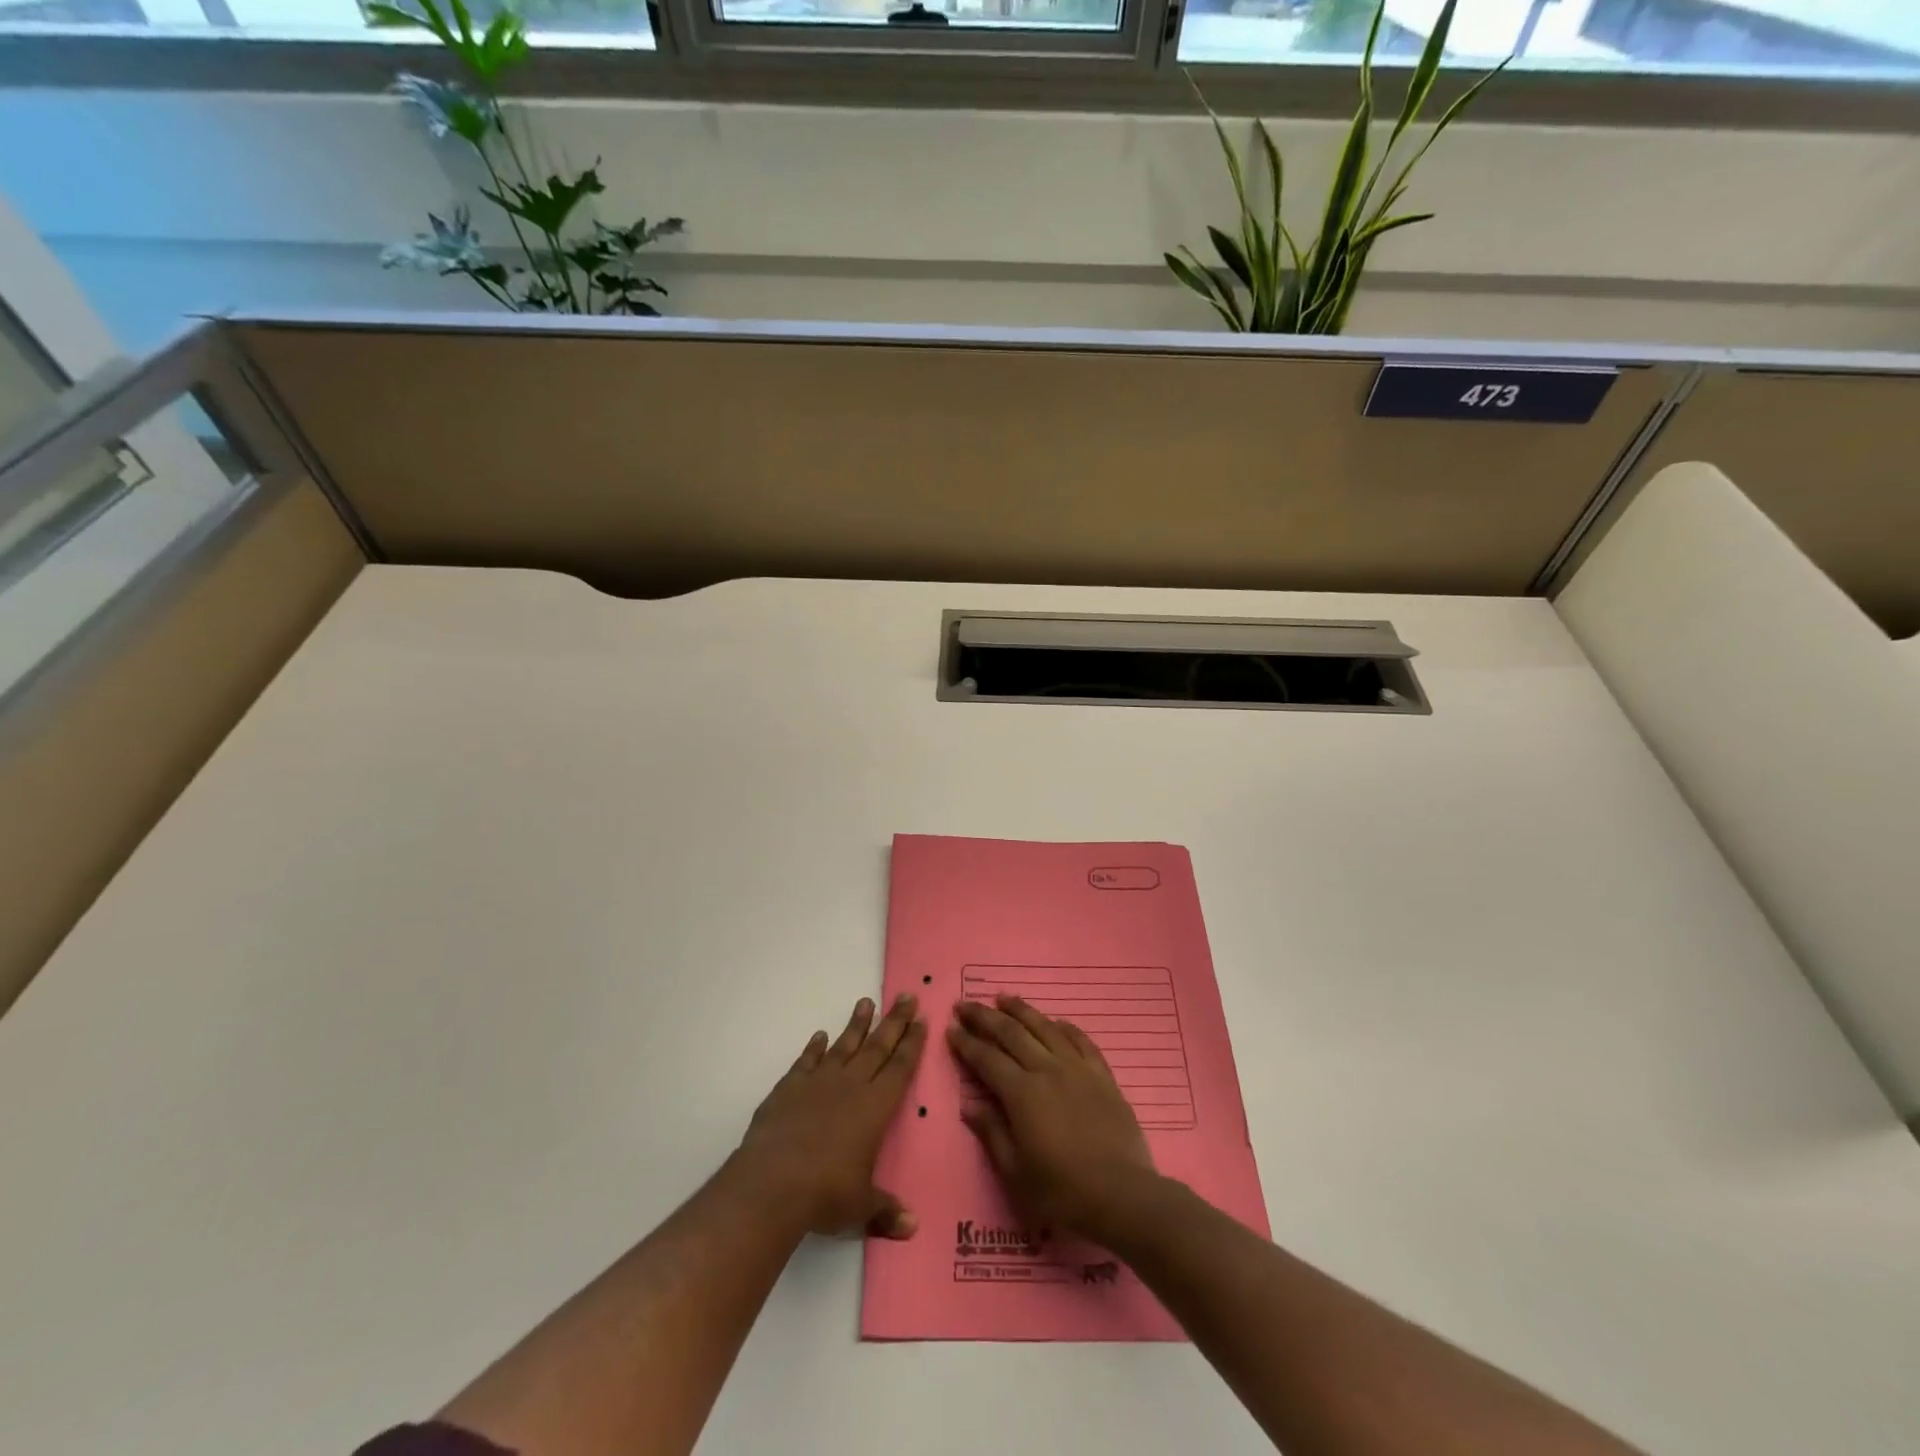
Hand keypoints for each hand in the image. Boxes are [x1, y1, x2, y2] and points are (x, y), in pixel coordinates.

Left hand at [737, 994, 926, 1239]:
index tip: (921, 1020)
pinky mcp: (789, 1088)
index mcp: (876, 1107)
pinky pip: (807, 1061)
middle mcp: (851, 1085)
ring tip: (866, 1001)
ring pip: (844, 1045)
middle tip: (906, 996)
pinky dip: (814, 1048)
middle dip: (894, 1021)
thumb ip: (886, 1211)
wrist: (773, 1182)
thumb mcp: (861, 1207)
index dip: (912, 1044)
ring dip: (856, 1024)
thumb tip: (912, 1227)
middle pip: (878, 1046)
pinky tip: (820, 1036)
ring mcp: (818, 1082)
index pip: (900, 1067)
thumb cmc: (826, 1194)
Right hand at [948, 995, 1160, 1244]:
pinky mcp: (1102, 1075)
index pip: (987, 1059)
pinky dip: (1064, 1027)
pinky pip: (1080, 1040)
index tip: (950, 1028)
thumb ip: (992, 1134)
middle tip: (965, 1004)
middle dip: (985, 1017)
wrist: (1123, 1196)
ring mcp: (1077, 1068)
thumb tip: (969, 1105)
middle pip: (1011, 1033)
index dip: (966, 1043)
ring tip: (1003, 998)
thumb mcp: (1016, 1174)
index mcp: (1022, 1093)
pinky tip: (1055, 1021)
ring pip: (1044, 1027)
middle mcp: (1047, 1070)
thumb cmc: (1062, 1192)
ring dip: (1021, 1010)